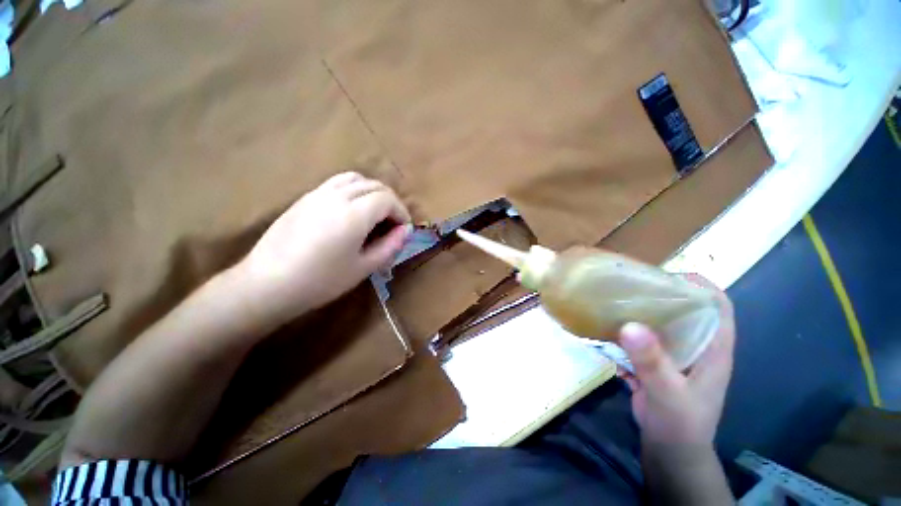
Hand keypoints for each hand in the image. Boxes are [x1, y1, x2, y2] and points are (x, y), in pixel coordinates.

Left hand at [237, 172, 411, 328]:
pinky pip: (337, 183)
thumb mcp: (364, 267)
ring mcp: (318, 193)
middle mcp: (337, 195)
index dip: (401, 212)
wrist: (268, 283)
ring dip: (372, 192)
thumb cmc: (321, 281)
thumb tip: (406, 230)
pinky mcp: (305, 197)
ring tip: (374, 213)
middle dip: (390, 201)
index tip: (404, 229)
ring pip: (355, 179)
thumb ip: (390, 246)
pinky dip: (354, 190)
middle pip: (374, 185)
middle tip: (393, 223)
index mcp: (354, 214)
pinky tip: (351, 211)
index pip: (387, 199)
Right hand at [618, 274, 735, 446]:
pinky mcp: (657, 363)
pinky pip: (643, 339)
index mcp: (712, 349)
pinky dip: (628, 332)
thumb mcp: (668, 393)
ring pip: (662, 324)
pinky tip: (609, 330)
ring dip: (641, 312)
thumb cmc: (680, 423)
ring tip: (616, 301)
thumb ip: (652, 362)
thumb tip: (629, 325)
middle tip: (633, 286)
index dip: (700, 286)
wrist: (670, 450)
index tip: (667, 276)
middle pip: (686, 310)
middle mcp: (696, 347)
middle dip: (663, 294)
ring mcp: (675, 355)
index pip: (718, 307)